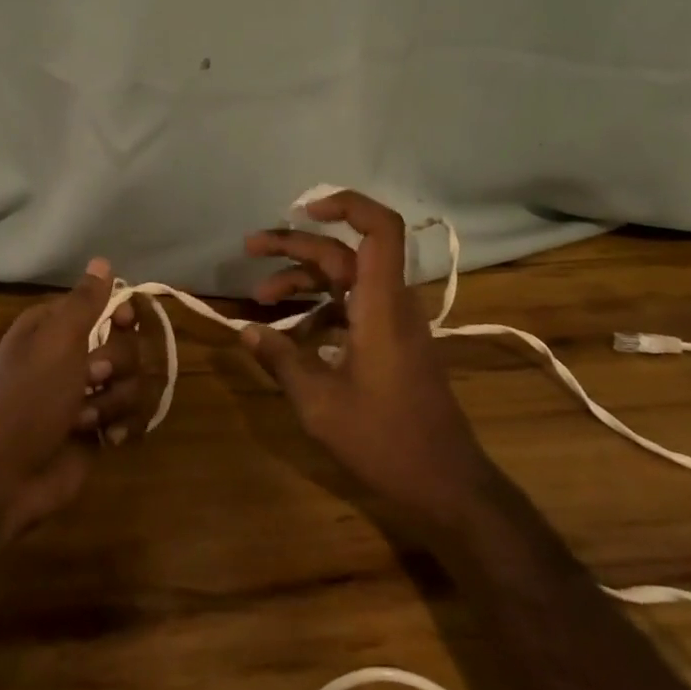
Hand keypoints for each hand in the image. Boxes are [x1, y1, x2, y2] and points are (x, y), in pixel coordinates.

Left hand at [0, 260, 156, 542]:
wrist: (5, 477)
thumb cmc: (28, 397)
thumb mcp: (56, 340)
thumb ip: (85, 301)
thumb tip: (102, 260)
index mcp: (56, 328)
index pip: (106, 304)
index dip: (122, 313)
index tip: (124, 323)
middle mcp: (73, 356)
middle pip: (128, 344)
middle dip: (115, 365)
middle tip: (89, 380)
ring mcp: (86, 395)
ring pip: (133, 382)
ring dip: (114, 401)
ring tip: (85, 420)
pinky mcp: (96, 430)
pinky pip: (131, 415)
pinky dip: (121, 426)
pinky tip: (106, 438)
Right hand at [240, 191, 492, 529]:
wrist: (446, 484)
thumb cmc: (385, 440)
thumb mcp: (320, 403)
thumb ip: (281, 360)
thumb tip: (244, 331)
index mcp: (381, 304)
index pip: (381, 229)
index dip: (347, 205)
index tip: (303, 210)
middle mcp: (391, 303)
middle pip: (344, 253)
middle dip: (296, 246)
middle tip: (250, 248)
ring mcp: (394, 323)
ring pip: (345, 280)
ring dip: (303, 281)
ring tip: (260, 297)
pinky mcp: (392, 344)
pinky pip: (352, 308)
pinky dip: (320, 310)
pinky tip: (290, 334)